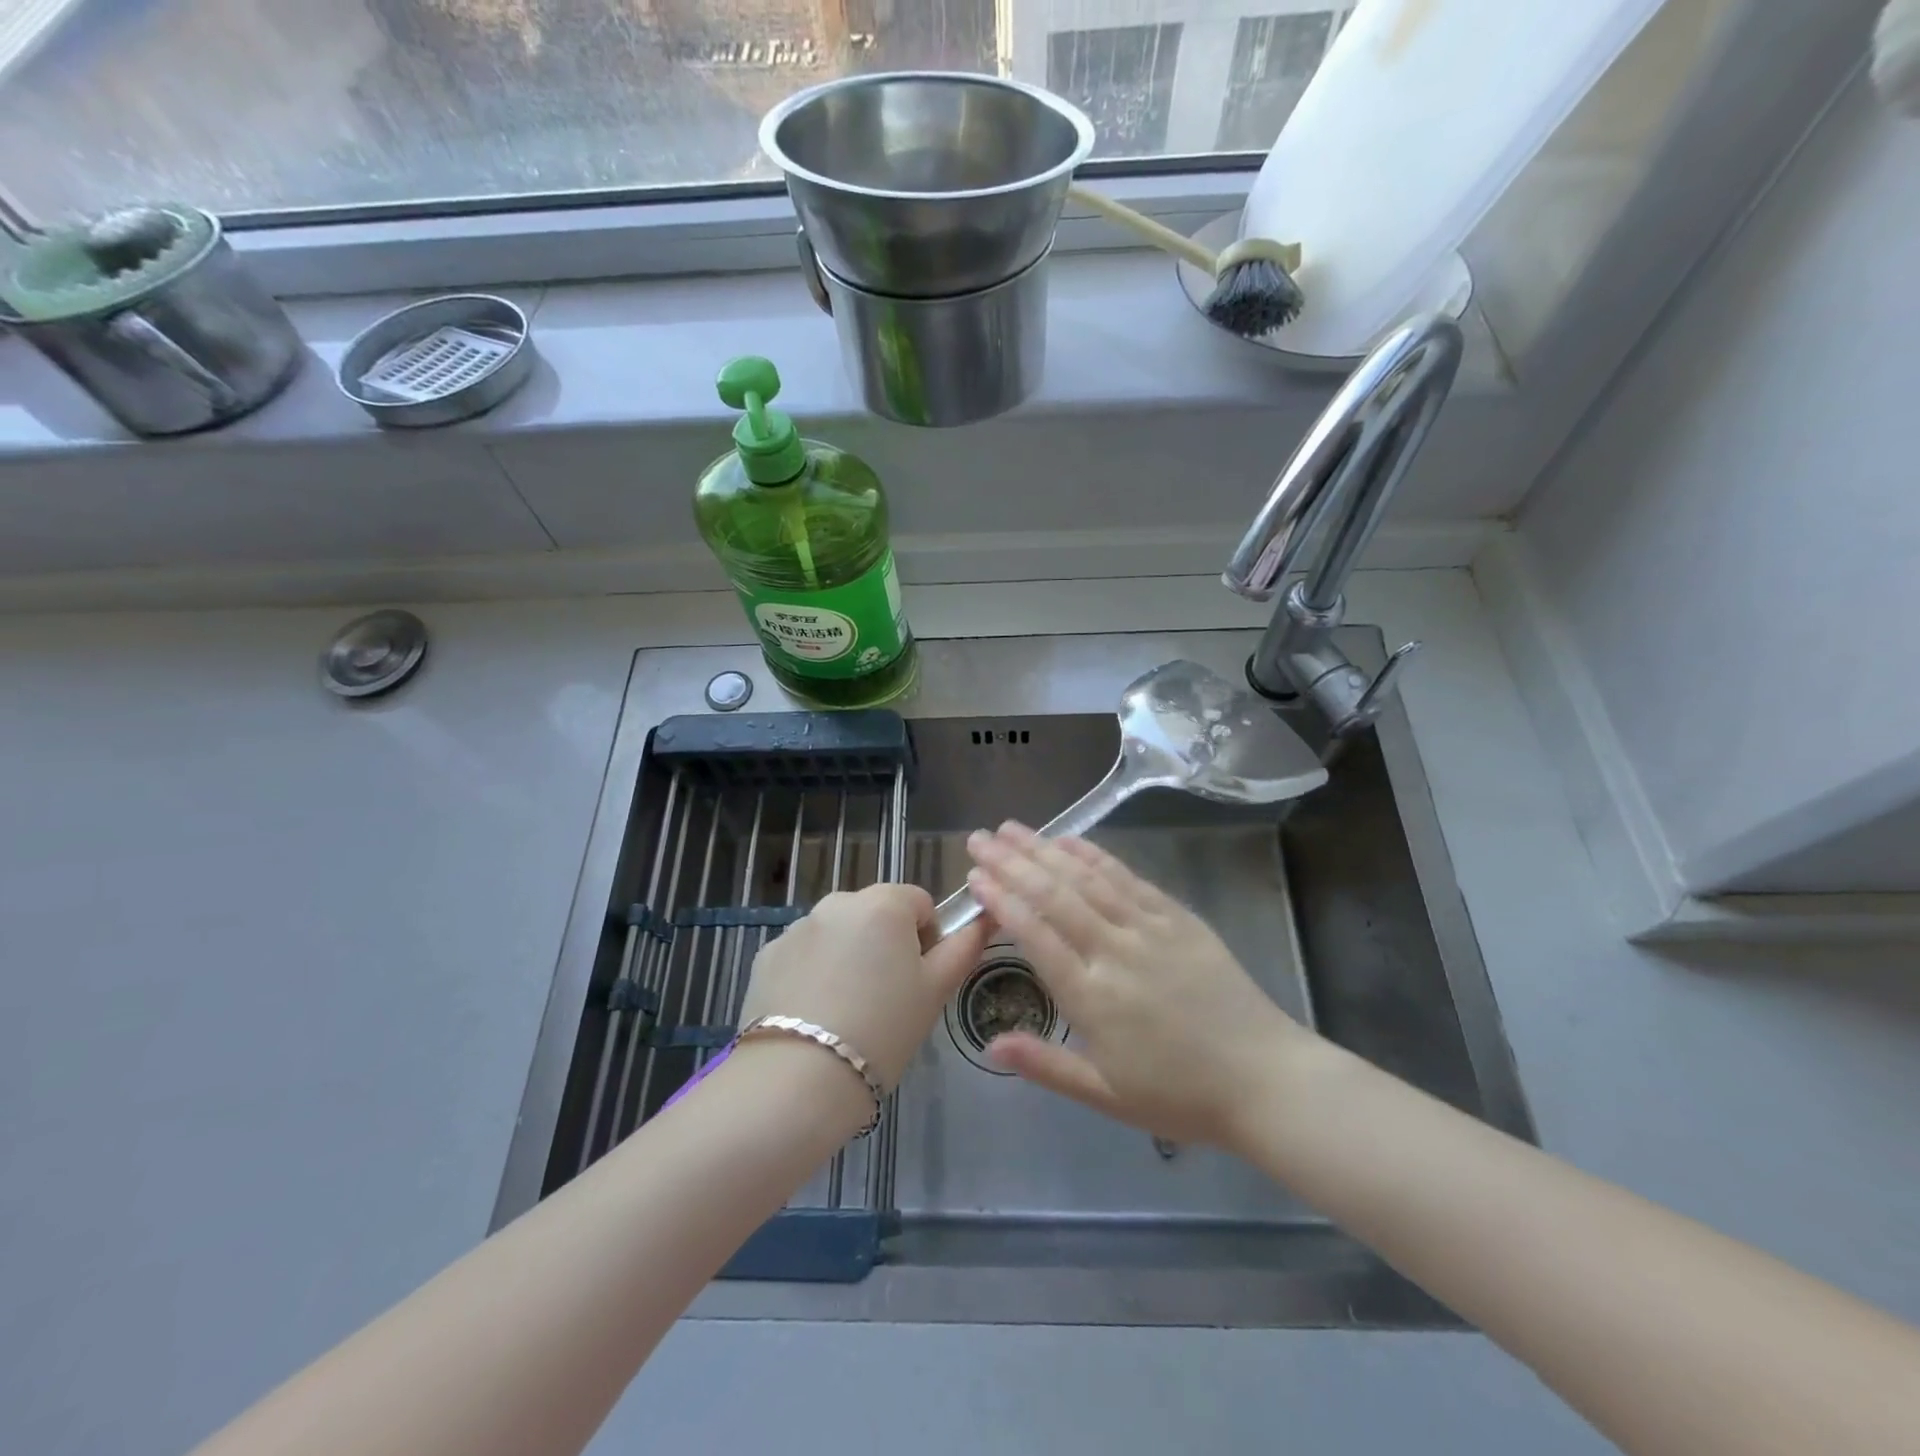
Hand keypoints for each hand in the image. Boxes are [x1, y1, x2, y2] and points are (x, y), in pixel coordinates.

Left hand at [737, 883, 990, 1091]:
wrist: (796, 1080)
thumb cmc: (883, 1031)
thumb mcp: (935, 992)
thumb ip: (963, 947)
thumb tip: (983, 918)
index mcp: (884, 904)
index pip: (919, 902)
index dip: (927, 939)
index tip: (919, 981)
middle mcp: (838, 902)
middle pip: (876, 913)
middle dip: (885, 944)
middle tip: (886, 999)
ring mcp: (797, 927)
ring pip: (838, 933)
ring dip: (848, 956)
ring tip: (846, 1012)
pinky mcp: (766, 955)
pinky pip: (803, 954)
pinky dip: (812, 973)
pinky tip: (813, 1016)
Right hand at [964, 822, 1316, 1147]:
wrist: (1264, 1078)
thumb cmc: (1179, 1094)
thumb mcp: (1106, 1096)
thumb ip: (1045, 1065)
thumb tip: (989, 1046)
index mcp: (1092, 997)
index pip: (1035, 935)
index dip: (1002, 901)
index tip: (974, 877)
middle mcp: (1115, 951)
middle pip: (1054, 896)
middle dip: (1012, 863)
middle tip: (979, 839)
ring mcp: (1149, 928)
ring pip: (1087, 878)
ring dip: (1045, 849)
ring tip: (1012, 828)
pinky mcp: (1177, 917)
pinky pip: (1128, 878)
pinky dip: (1095, 855)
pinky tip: (1071, 840)